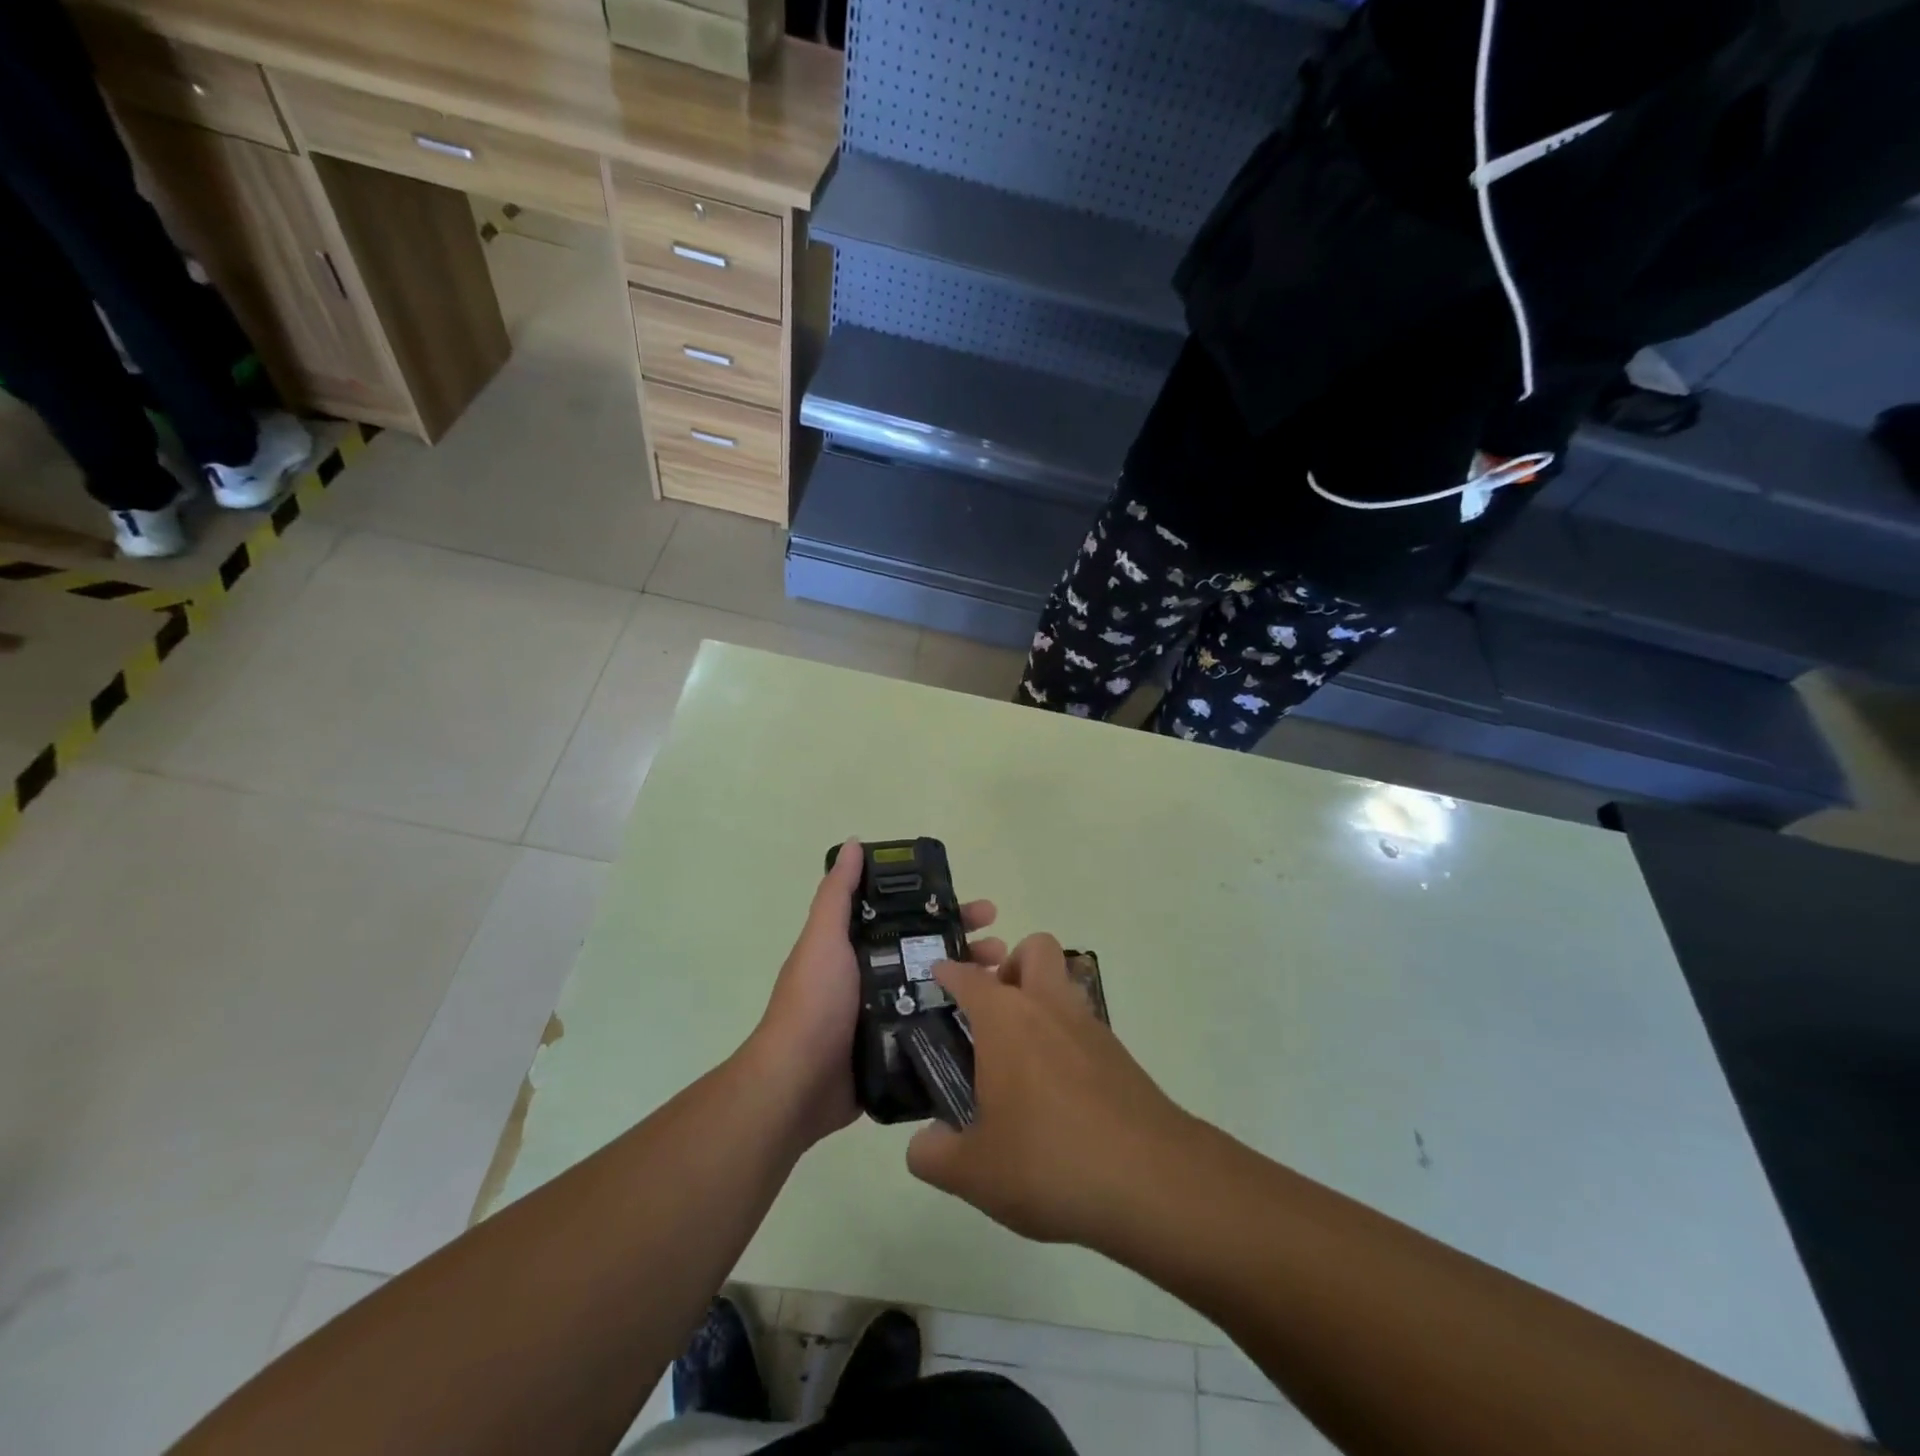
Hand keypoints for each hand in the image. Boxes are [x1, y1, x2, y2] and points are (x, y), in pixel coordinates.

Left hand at [750, 839, 1002, 1148]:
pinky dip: (961, 1020)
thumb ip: (837, 894)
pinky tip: (992, 1019)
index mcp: (860, 947)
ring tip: (1002, 978)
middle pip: (931, 952)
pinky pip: (934, 1028)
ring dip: (971, 980)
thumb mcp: (823, 939)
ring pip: (938, 988)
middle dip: (967, 944)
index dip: (944, 908)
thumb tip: (853, 843)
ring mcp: (888, 1015)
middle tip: (1000, 944)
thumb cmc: (814, 1002)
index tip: (978, 907)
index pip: (910, 918)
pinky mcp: (896, 1050)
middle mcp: (876, 975)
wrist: (797, 1082)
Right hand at [906, 934, 1193, 1247]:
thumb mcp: (974, 1172)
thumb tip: (923, 1146)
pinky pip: (1083, 1028)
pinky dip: (1064, 1042)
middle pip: (1034, 949)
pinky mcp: (1120, 1056)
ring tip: (1018, 1063)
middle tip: (990, 1014)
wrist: (1152, 1181)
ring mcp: (1090, 1028)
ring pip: (1063, 986)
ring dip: (1040, 1003)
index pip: (969, 977)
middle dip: (1010, 966)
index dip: (949, 973)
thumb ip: (934, 1155)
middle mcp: (1048, 1008)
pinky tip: (1054, 1096)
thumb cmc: (1049, 1161)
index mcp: (1006, 1019)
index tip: (937, 979)